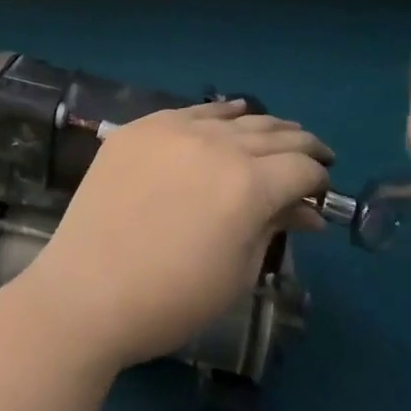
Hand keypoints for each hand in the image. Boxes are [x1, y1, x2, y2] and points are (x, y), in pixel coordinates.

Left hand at [5, 102, 331, 372]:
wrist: (88, 290)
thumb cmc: (172, 298)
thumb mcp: (237, 271)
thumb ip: (273, 228)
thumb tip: (305, 212)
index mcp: (248, 184)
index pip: (301, 169)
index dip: (319, 179)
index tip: (322, 191)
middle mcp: (215, 144)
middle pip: (272, 135)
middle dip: (300, 146)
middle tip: (315, 154)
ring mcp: (173, 130)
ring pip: (232, 118)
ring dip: (263, 126)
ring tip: (280, 133)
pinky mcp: (140, 128)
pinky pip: (189, 112)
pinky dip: (217, 114)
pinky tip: (230, 114)